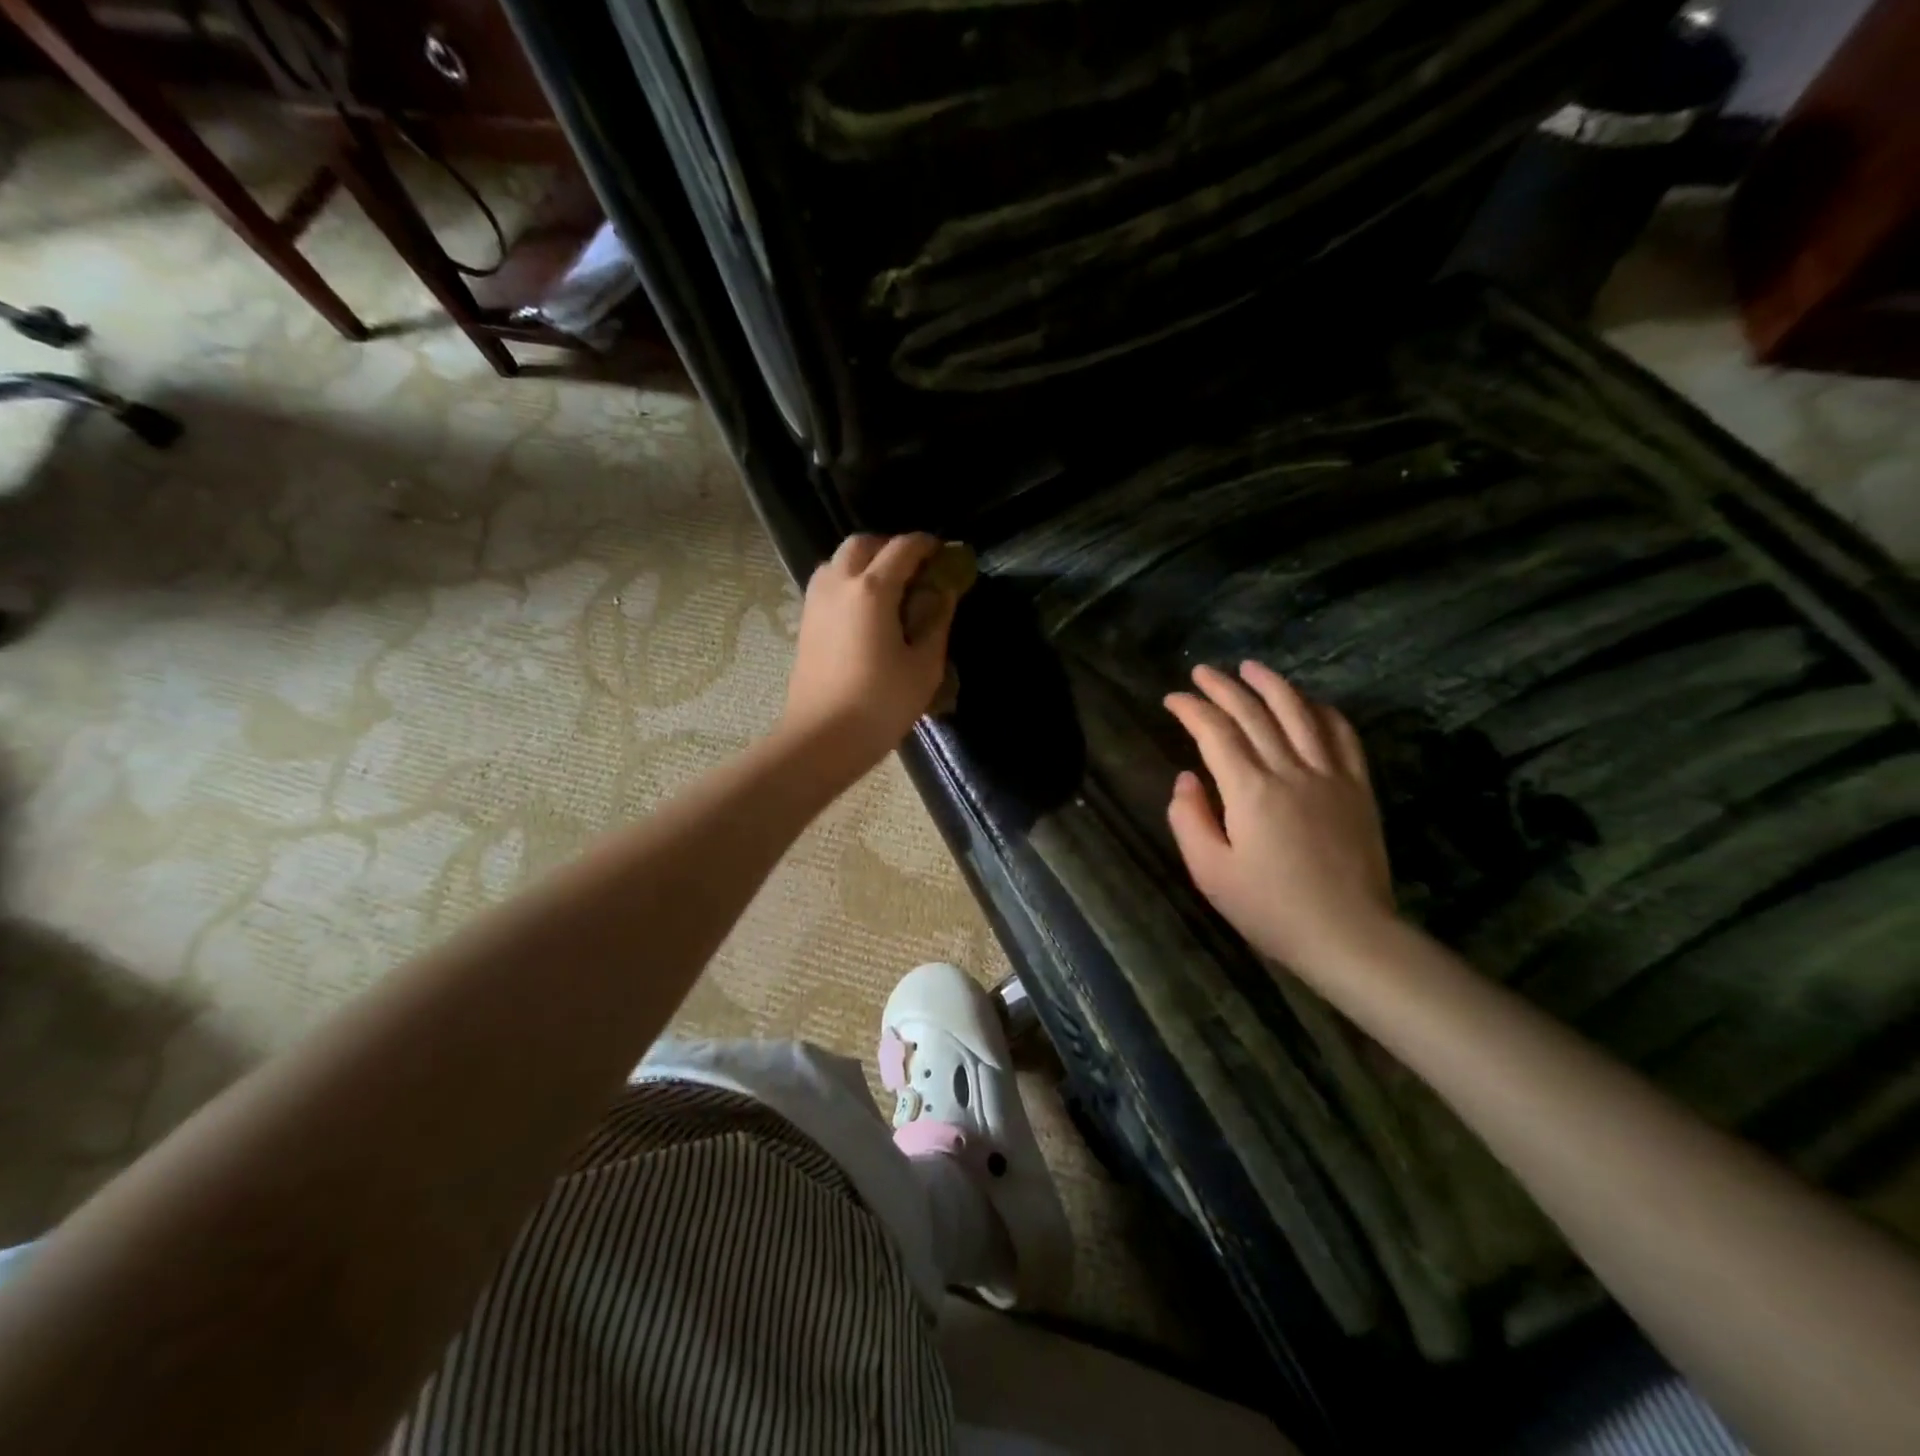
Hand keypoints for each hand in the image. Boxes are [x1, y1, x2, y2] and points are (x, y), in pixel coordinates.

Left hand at [780, 532, 957, 772]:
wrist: (822, 739)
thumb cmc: (880, 705)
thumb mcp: (924, 666)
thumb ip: (936, 621)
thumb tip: (943, 593)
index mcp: (872, 590)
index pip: (902, 548)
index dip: (927, 545)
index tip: (944, 552)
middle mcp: (839, 584)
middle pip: (863, 544)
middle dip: (891, 547)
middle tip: (915, 569)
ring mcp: (816, 602)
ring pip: (839, 561)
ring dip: (865, 562)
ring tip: (890, 588)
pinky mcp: (805, 622)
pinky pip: (828, 583)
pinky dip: (849, 581)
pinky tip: (866, 610)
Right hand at [1164, 662, 1395, 974]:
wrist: (1349, 935)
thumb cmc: (1270, 908)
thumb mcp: (1210, 873)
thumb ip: (1189, 819)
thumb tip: (1186, 779)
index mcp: (1250, 791)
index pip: (1215, 733)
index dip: (1191, 710)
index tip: (1173, 699)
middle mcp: (1290, 770)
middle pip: (1254, 713)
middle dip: (1223, 687)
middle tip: (1202, 671)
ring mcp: (1330, 775)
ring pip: (1300, 713)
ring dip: (1272, 685)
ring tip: (1251, 667)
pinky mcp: (1358, 788)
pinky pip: (1342, 735)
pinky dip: (1322, 711)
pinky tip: (1309, 703)